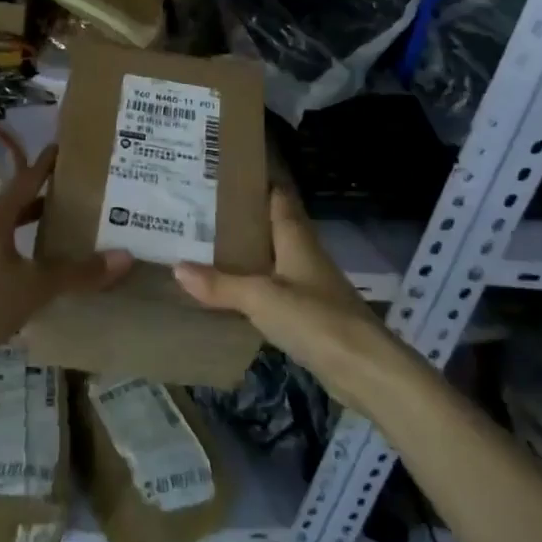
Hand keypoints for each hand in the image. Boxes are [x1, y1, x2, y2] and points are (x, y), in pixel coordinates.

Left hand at [0, 145, 130, 361]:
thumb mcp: (36, 287)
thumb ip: (77, 272)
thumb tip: (124, 256)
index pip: (26, 180)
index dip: (45, 165)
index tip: (62, 148)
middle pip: (13, 205)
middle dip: (40, 201)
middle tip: (71, 198)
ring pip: (1, 232)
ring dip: (25, 230)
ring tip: (53, 236)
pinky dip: (12, 254)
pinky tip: (25, 273)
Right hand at [174, 187, 401, 409]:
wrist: (365, 370)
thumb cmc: (315, 318)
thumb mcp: (260, 298)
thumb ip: (220, 284)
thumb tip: (177, 267)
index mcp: (294, 236)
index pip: (276, 194)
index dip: (253, 182)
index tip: (220, 172)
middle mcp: (302, 253)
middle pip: (269, 225)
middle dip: (239, 218)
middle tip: (198, 210)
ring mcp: (308, 284)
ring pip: (270, 258)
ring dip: (244, 252)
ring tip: (203, 245)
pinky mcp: (308, 314)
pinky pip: (273, 289)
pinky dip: (251, 285)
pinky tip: (228, 291)